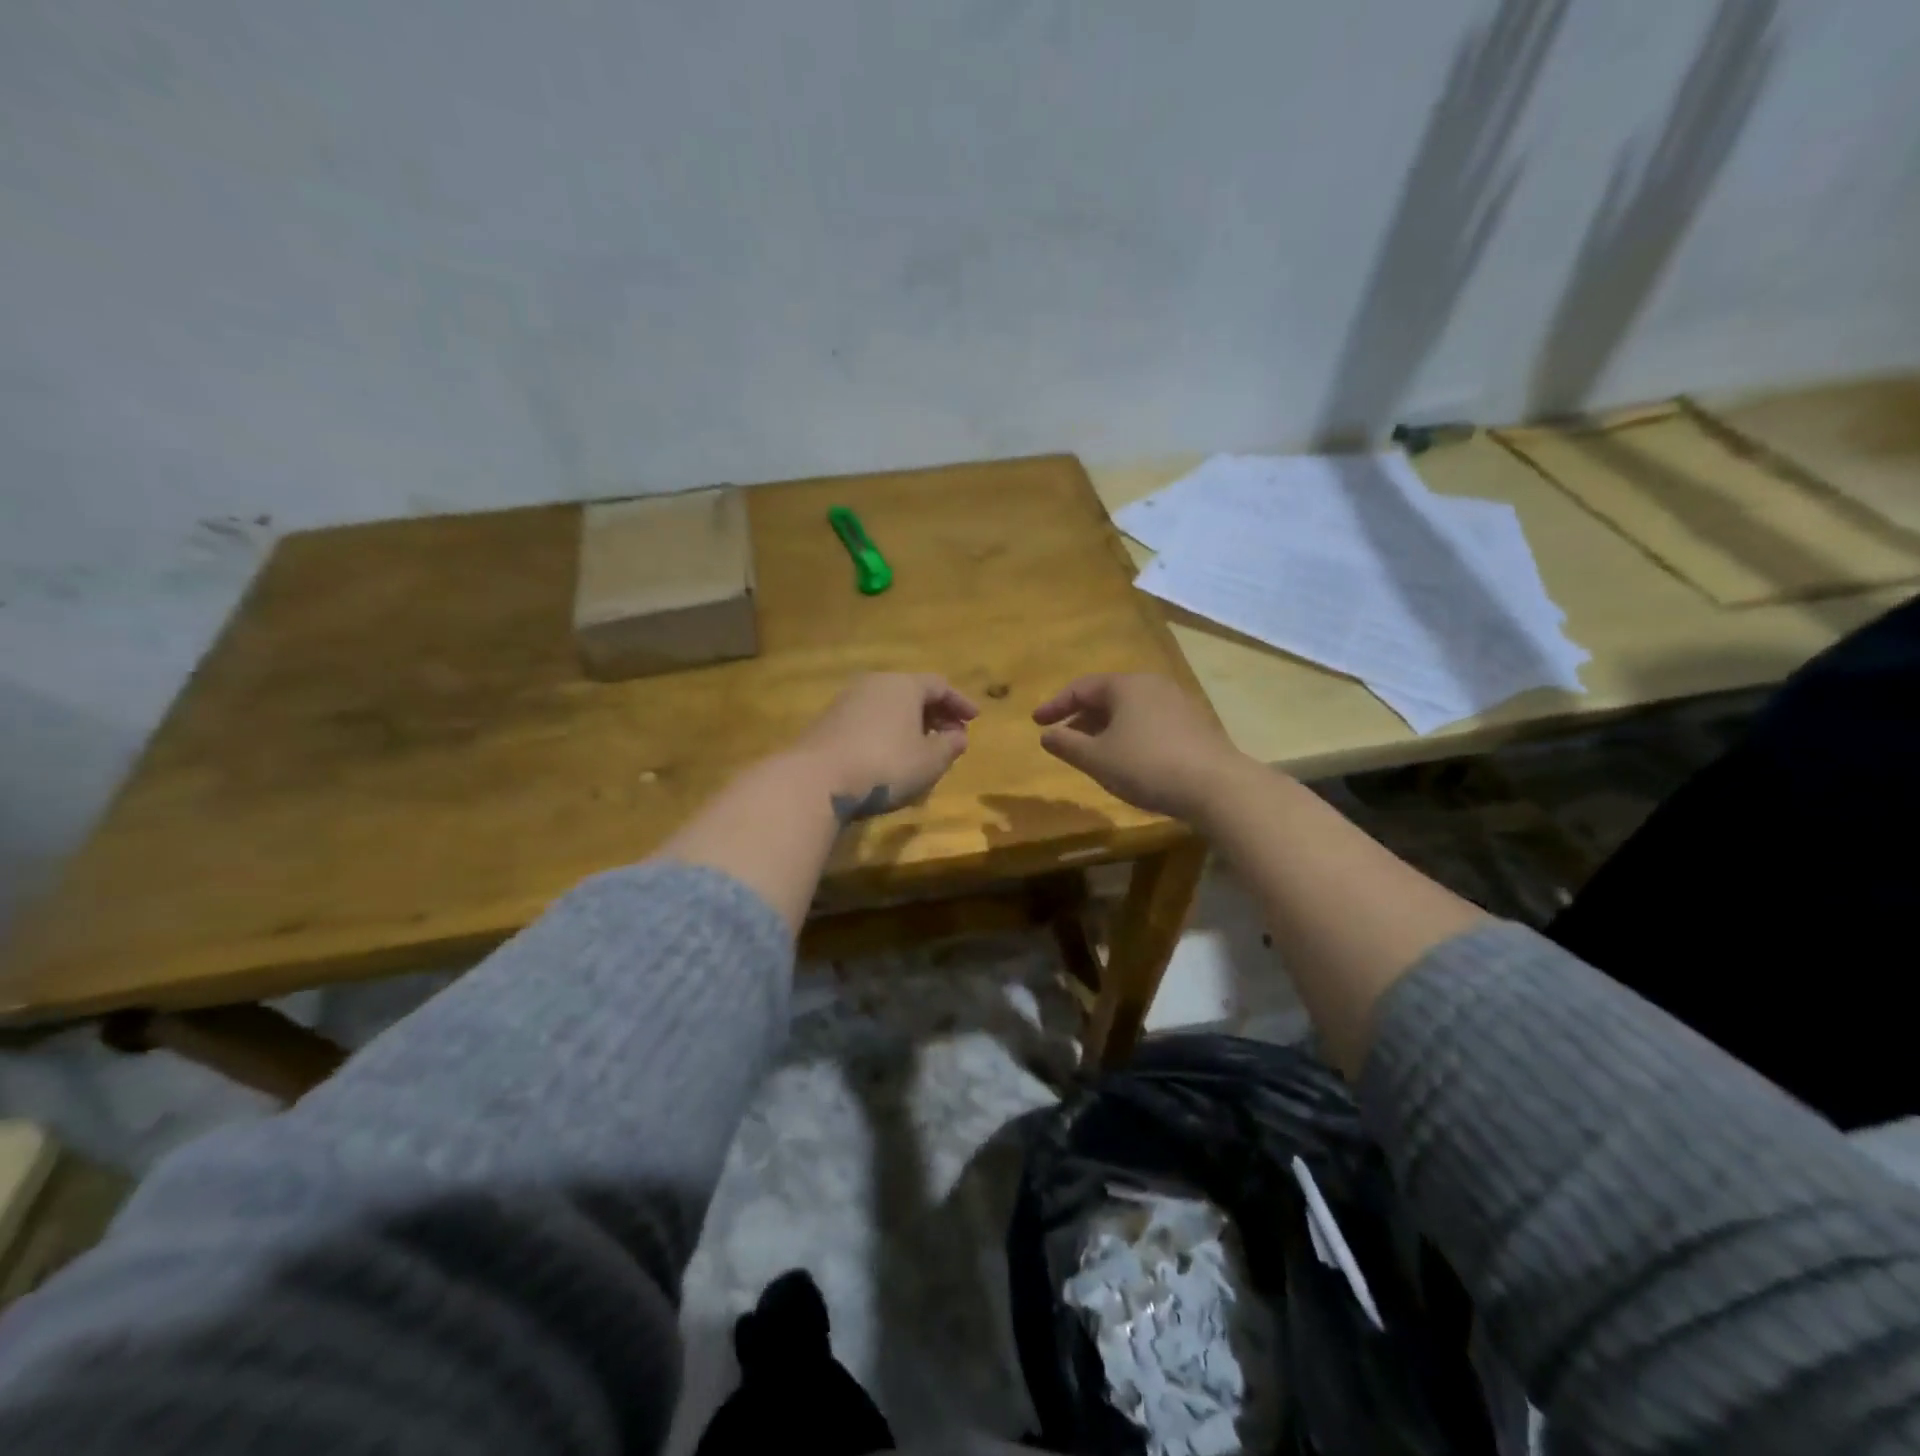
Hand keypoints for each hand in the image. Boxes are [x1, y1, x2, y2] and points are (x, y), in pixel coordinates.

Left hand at [790, 673, 979, 820]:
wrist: (816, 779)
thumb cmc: (885, 765)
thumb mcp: (929, 761)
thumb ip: (950, 746)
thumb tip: (958, 736)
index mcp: (903, 685)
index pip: (940, 685)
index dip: (960, 703)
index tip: (974, 720)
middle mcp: (874, 684)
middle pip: (912, 693)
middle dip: (935, 714)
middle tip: (950, 736)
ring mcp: (846, 701)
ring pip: (888, 707)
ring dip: (909, 725)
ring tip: (922, 750)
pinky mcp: (827, 723)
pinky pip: (868, 721)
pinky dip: (886, 733)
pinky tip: (890, 758)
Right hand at [1033, 673, 1245, 820]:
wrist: (1216, 786)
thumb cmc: (1147, 766)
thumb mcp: (1097, 759)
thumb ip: (1066, 745)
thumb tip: (1046, 735)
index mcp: (1126, 685)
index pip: (1081, 687)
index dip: (1055, 705)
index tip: (1037, 723)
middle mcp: (1153, 685)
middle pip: (1107, 696)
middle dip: (1081, 717)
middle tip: (1063, 739)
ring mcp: (1178, 703)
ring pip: (1130, 710)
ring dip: (1105, 728)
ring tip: (1092, 752)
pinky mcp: (1194, 725)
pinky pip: (1150, 722)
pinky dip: (1129, 735)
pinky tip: (1127, 759)